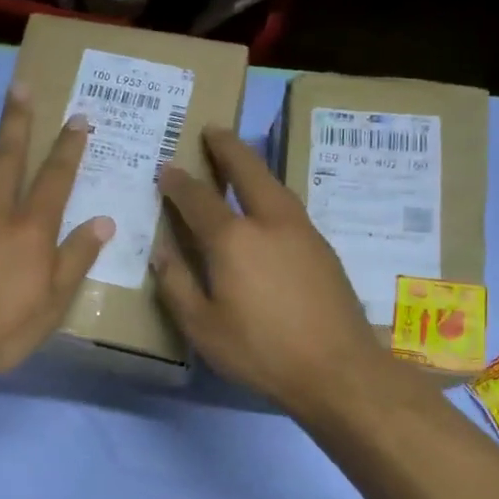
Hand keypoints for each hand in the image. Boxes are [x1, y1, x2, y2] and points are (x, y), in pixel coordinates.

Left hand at [0, 83, 112, 383]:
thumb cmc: (0, 327)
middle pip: (8, 159)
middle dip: (17, 123)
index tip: (77, 118)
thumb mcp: (52, 303)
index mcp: (30, 230)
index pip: (55, 179)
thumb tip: (103, 221)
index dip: (68, 148)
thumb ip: (75, 259)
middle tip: (19, 88)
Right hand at [153, 125, 392, 421]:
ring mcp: (302, 231)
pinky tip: (268, 204)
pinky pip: (289, 205)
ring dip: (254, 165)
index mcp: (232, 240)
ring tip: (241, 158)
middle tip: (214, 129)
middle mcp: (268, 222)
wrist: (338, 369)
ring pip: (275, 184)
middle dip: (227, 147)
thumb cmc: (260, 351)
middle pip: (248, 171)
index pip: (197, 199)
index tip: (166, 168)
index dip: (178, 182)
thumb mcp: (202, 327)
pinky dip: (272, 191)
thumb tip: (160, 251)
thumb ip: (176, 285)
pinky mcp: (323, 247)